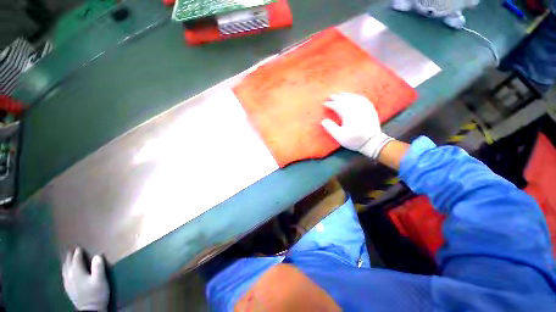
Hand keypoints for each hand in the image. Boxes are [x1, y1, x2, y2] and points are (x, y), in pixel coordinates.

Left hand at [63, 248, 109, 310]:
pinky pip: (64, 276)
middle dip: (69, 257)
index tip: (79, 247)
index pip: (76, 260)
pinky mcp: (68, 289)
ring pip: (64, 270)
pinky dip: (65, 271)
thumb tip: (97, 255)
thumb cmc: (96, 293)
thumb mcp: (100, 280)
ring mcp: (68, 284)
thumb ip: (98, 267)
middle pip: (68, 264)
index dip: (78, 253)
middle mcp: (70, 276)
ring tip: (67, 259)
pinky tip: (66, 272)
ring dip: (65, 263)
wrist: (90, 310)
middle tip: (70, 250)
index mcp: (77, 273)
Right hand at [321, 93, 392, 158]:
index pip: (337, 105)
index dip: (330, 104)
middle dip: (336, 97)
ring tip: (340, 94)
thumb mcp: (339, 136)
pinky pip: (362, 99)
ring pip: (353, 97)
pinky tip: (353, 96)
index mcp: (348, 114)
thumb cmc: (354, 140)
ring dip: (345, 95)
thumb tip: (323, 120)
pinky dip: (355, 96)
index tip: (324, 104)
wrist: (372, 142)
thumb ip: (330, 128)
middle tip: (330, 96)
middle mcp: (356, 108)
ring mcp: (364, 107)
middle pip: (345, 99)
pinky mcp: (370, 108)